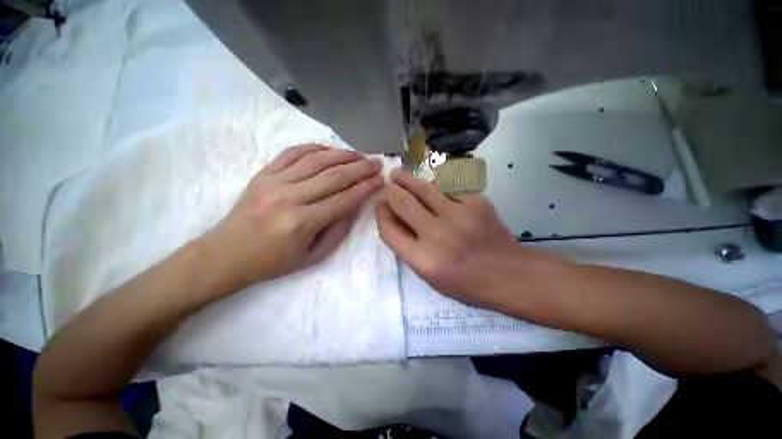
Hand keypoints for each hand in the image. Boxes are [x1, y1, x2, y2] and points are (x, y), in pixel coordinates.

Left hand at [203, 145, 383, 291]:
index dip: (366, 187)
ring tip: (359, 155)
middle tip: (376, 162)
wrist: (226, 254)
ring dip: (343, 154)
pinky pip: (293, 152)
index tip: (381, 179)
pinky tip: (330, 149)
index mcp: (303, 222)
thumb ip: (338, 230)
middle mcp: (290, 197)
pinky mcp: (263, 173)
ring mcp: (274, 181)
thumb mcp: (313, 256)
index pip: (344, 198)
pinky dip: (315, 148)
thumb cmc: (273, 262)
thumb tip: (354, 205)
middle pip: (334, 175)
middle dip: (360, 167)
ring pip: (316, 159)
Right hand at [377, 169, 557, 310]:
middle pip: (402, 202)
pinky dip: (436, 186)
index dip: (381, 215)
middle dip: (390, 190)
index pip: (389, 230)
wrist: (508, 274)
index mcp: (423, 259)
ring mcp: (458, 215)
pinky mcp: (475, 202)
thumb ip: (409, 249)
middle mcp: (437, 235)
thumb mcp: (430, 276)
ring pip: (423, 188)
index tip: (380, 206)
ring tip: (398, 174)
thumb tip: (396, 219)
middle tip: (387, 184)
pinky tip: (433, 187)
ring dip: (406, 179)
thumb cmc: (466, 283)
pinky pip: (447, 187)